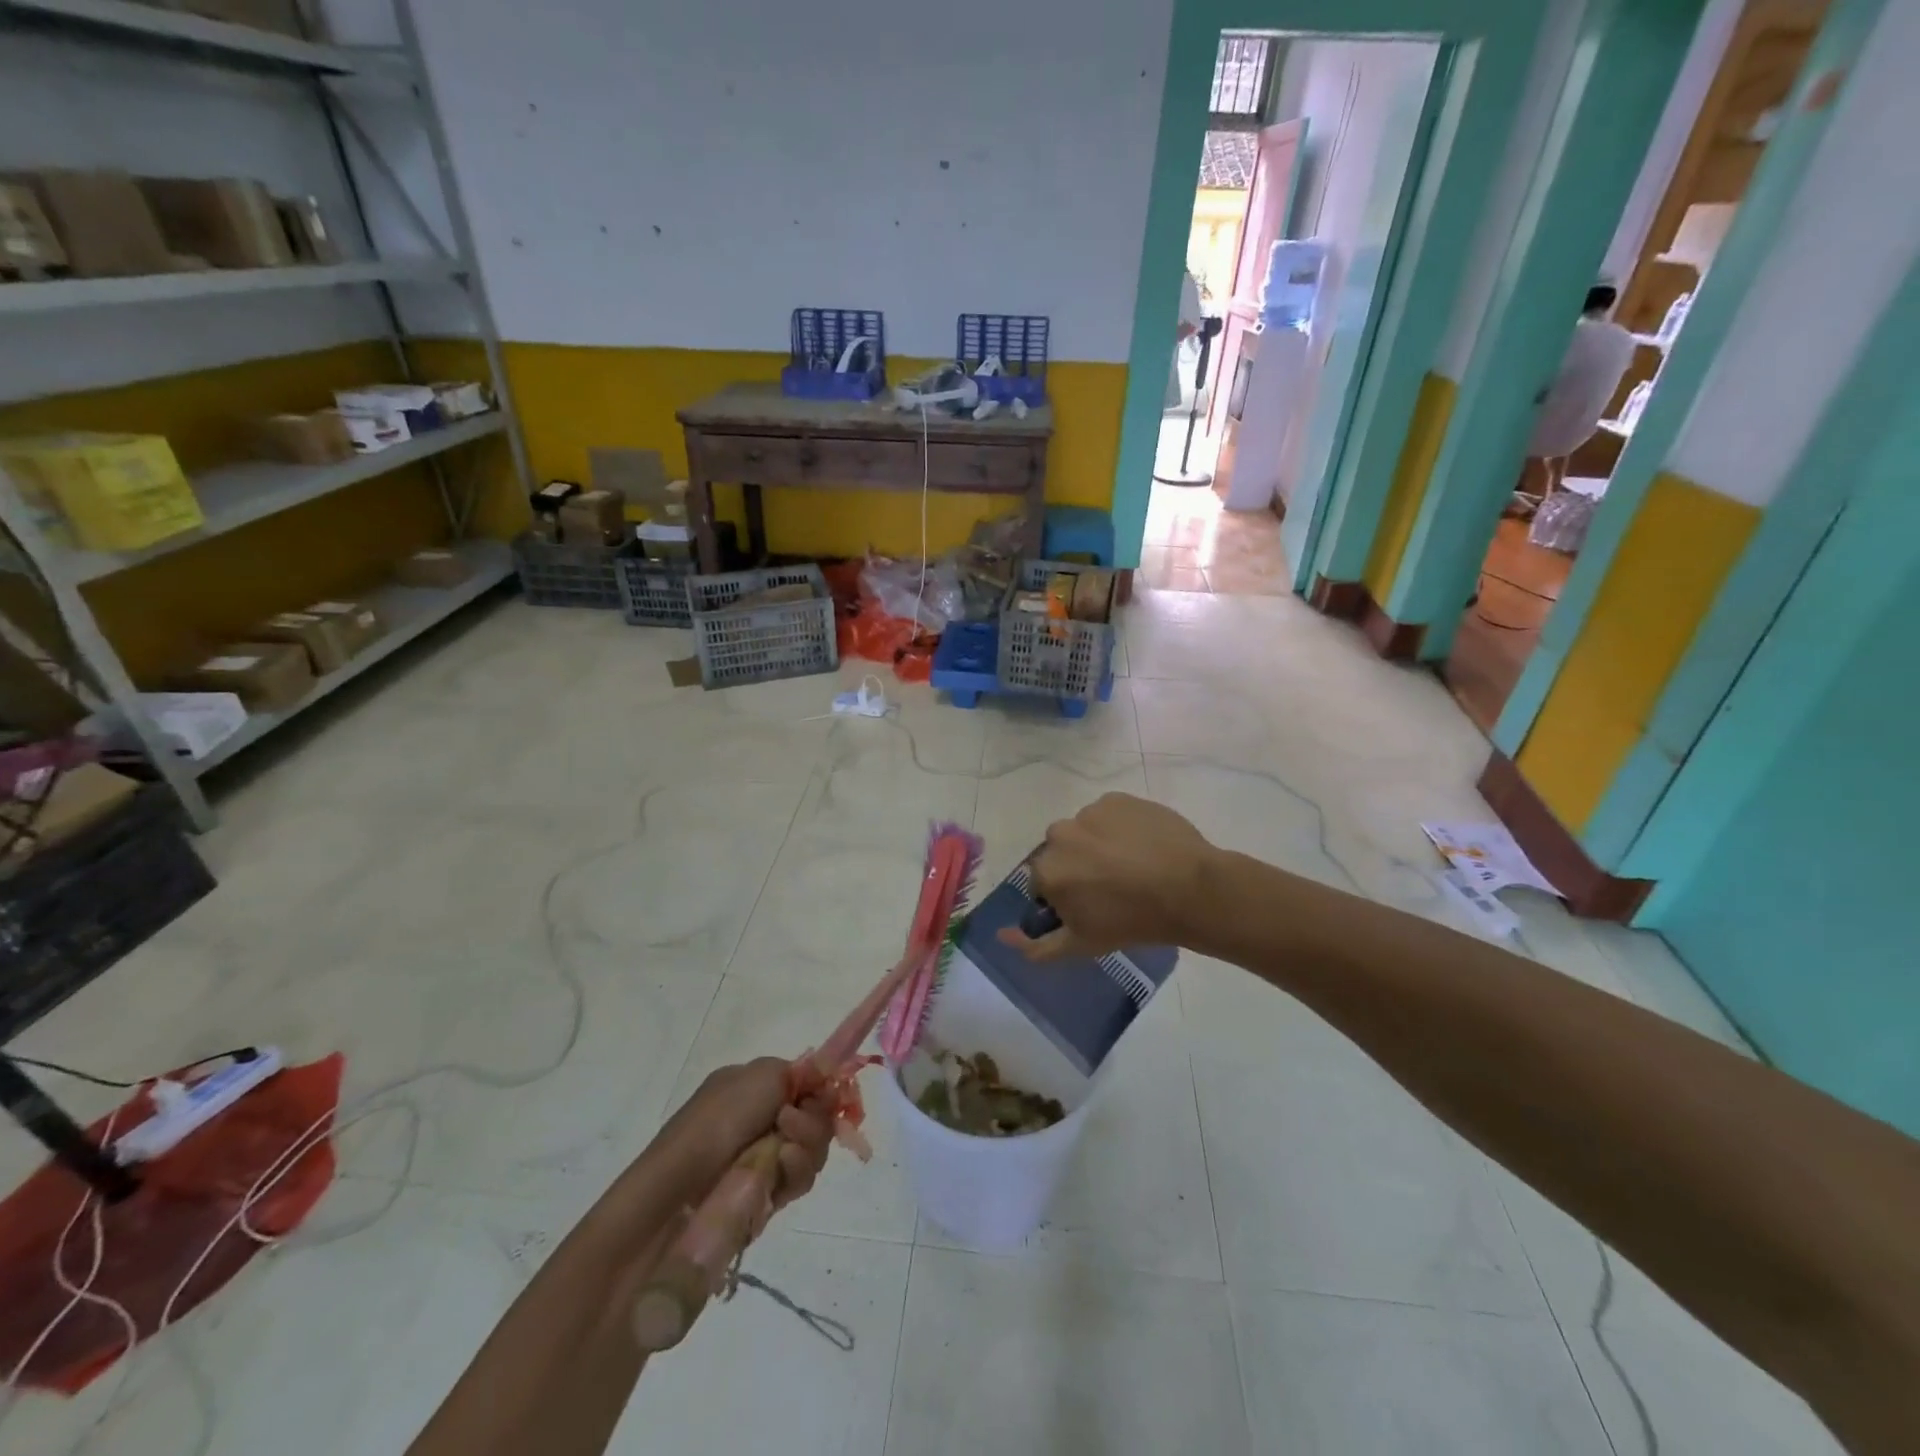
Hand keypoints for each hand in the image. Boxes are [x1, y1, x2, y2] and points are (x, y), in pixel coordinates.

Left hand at [652, 1058, 833, 1212]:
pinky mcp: (769, 1195)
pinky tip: (781, 1167)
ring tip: (784, 1152)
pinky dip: (797, 1171)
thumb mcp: (763, 1074)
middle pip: (817, 1117)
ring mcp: (766, 1158)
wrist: (678, 1190)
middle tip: (790, 1122)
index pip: (806, 1084)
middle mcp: (763, 1119)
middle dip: (814, 1119)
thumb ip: (804, 1072)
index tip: (824, 1094)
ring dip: (807, 1145)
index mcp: (756, 1087)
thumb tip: (826, 1078)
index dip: (821, 1089)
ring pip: (814, 1149)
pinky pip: (801, 1179)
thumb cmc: (719, 1120)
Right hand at [998, 793, 1216, 960]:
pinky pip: (1109, 814)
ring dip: (1099, 845)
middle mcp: (1059, 834)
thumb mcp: (1081, 945)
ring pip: (1085, 831)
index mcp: (1047, 870)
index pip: (1044, 882)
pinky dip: (1120, 827)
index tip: (1092, 908)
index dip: (1067, 896)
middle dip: (1079, 866)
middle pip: (1062, 852)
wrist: (1191, 890)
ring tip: (1133, 865)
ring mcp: (1090, 812)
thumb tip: (1001, 935)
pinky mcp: (1117, 799)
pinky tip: (1144, 846)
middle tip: (1113, 887)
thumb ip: (1036, 945)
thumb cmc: (1133, 922)